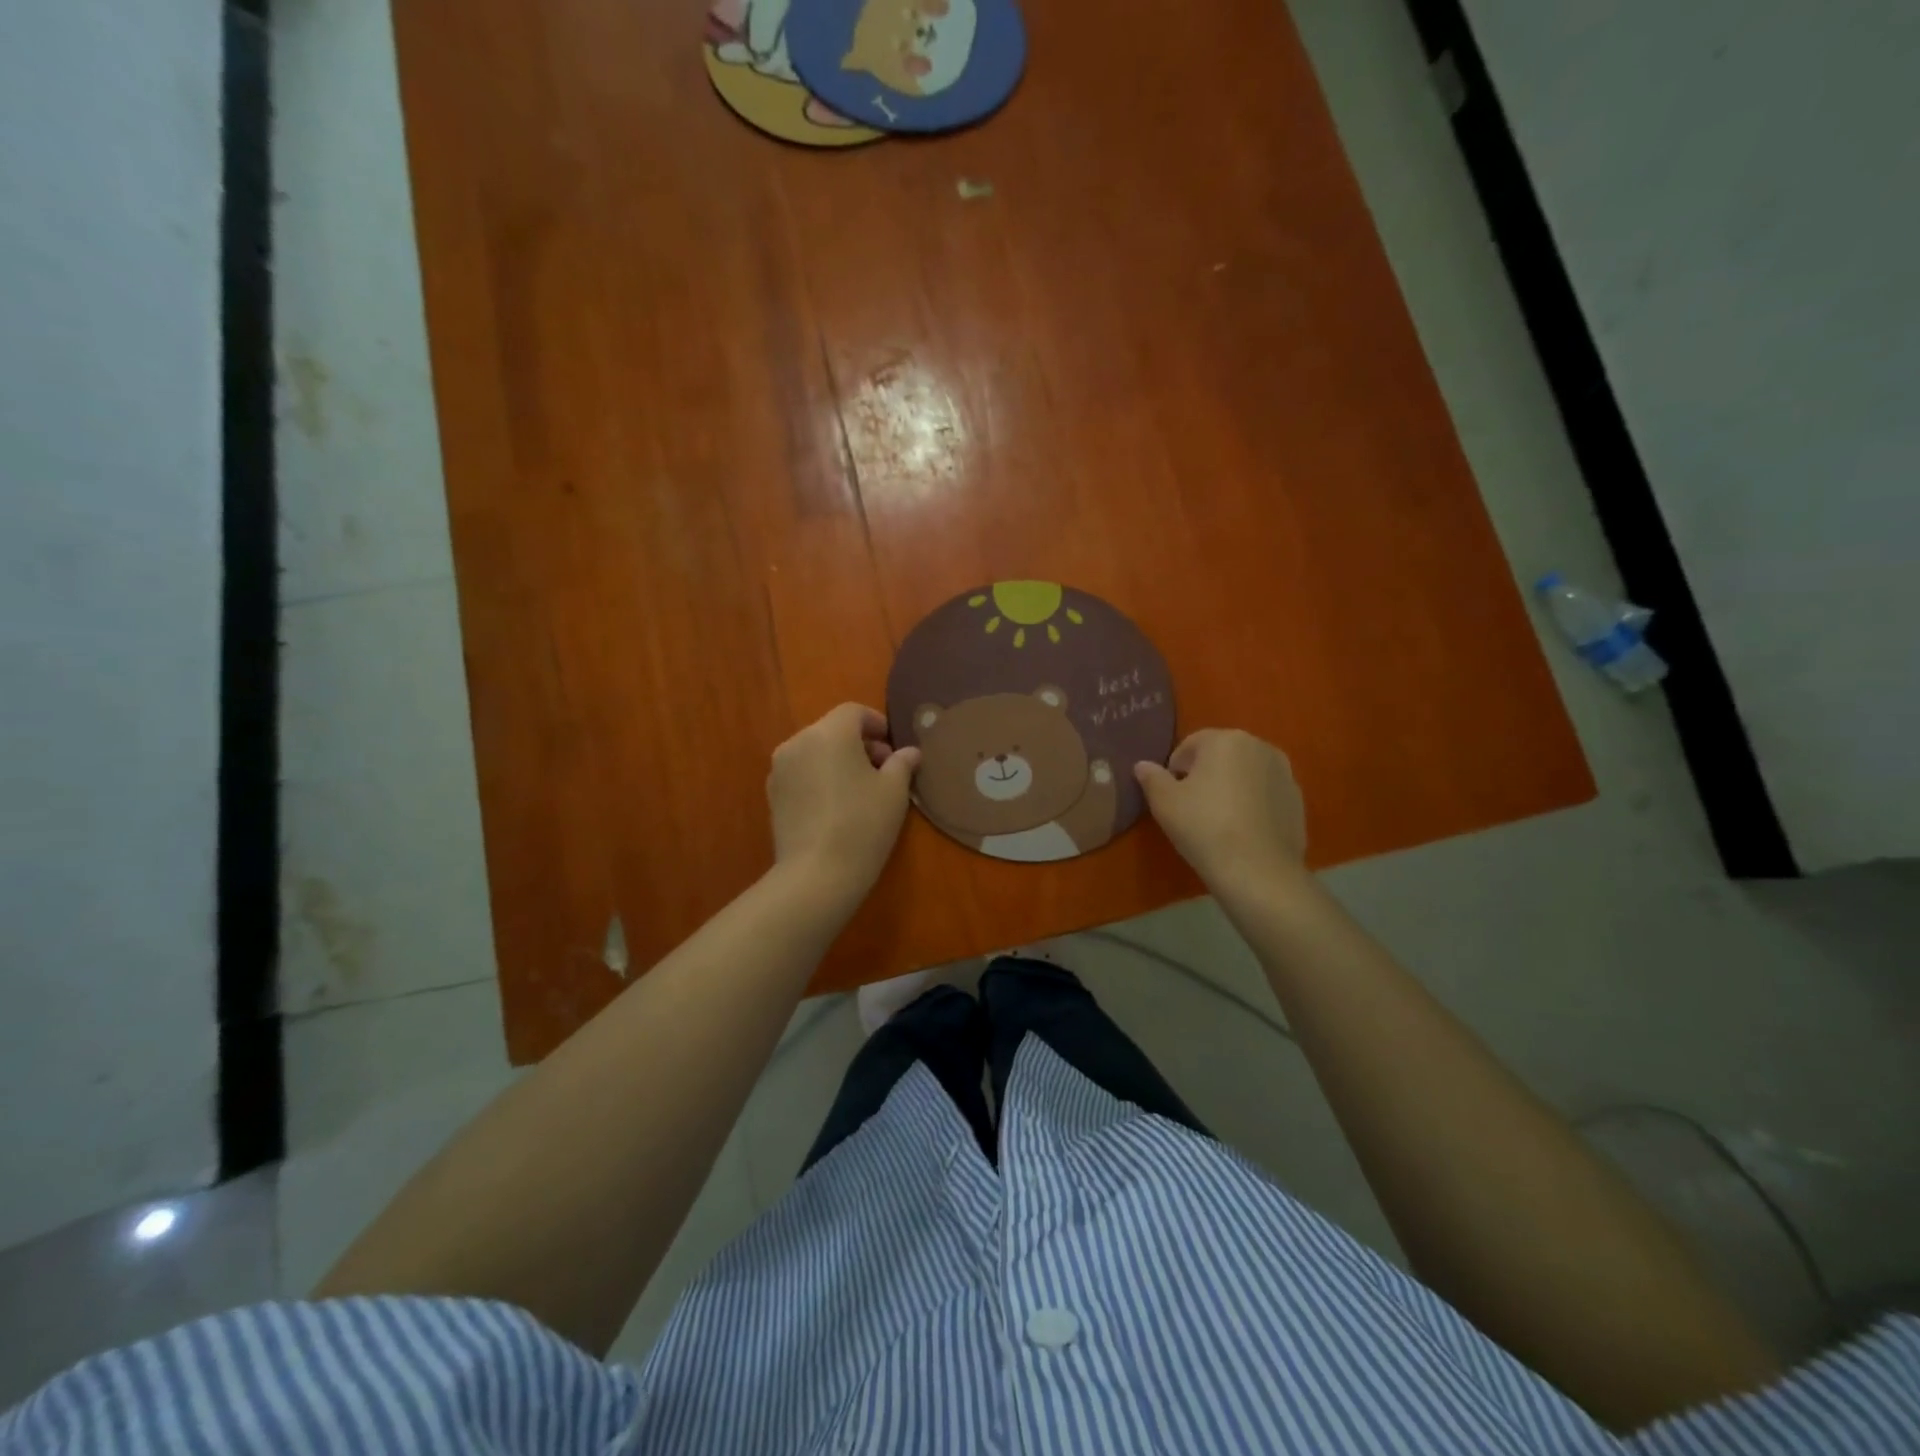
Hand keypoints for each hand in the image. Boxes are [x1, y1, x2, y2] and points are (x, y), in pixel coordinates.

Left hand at [767, 703, 920, 898]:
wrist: (816, 874)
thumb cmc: (862, 824)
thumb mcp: (894, 792)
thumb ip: (902, 764)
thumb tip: (910, 752)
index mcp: (829, 733)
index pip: (853, 712)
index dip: (876, 723)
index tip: (893, 746)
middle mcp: (798, 742)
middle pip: (832, 730)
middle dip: (859, 743)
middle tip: (883, 769)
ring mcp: (780, 769)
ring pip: (815, 751)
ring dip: (838, 760)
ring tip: (860, 789)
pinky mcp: (773, 794)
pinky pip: (801, 773)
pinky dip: (820, 777)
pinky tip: (837, 805)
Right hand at [1134, 729, 1306, 889]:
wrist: (1258, 870)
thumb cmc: (1204, 827)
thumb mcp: (1164, 802)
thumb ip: (1151, 778)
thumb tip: (1142, 765)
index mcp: (1226, 740)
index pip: (1190, 745)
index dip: (1174, 769)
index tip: (1171, 796)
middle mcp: (1260, 746)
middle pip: (1221, 756)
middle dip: (1205, 774)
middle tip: (1192, 807)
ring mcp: (1284, 773)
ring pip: (1245, 774)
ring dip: (1230, 787)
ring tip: (1218, 820)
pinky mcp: (1298, 800)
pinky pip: (1265, 794)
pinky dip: (1252, 804)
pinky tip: (1242, 831)